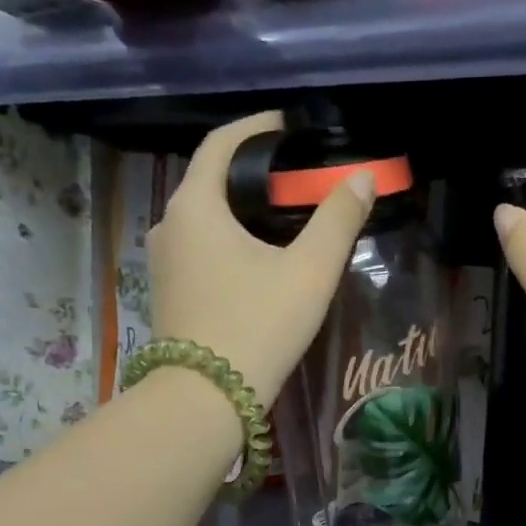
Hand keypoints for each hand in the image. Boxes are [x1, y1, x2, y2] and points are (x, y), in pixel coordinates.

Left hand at [148, 111, 375, 403]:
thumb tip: (361, 178)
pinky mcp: (171, 293)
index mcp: (195, 207)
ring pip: (205, 217)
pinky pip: (201, 247)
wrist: (207, 399)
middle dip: (252, 171)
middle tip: (297, 176)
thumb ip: (338, 221)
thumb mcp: (309, 271)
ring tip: (285, 215)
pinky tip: (260, 256)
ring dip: (241, 208)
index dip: (255, 128)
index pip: (220, 144)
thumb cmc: (258, 326)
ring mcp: (165, 263)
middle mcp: (169, 226)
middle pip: (211, 180)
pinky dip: (229, 237)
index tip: (288, 126)